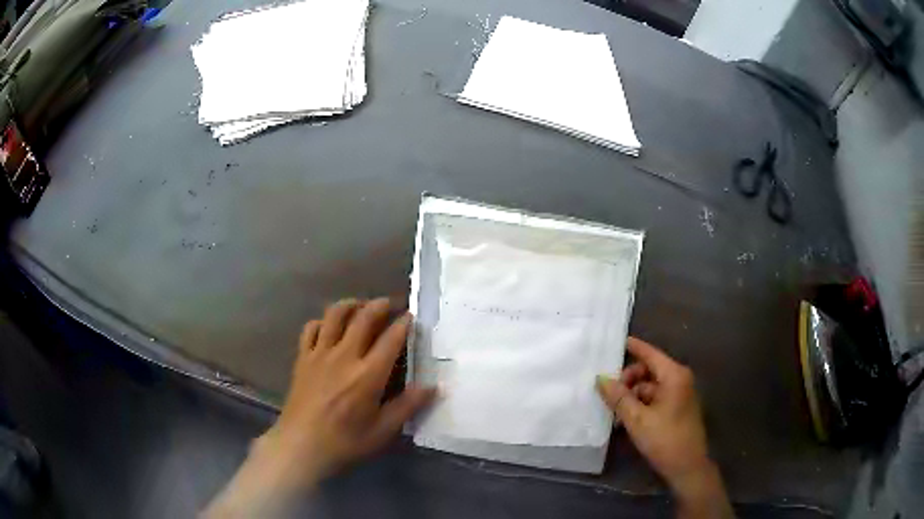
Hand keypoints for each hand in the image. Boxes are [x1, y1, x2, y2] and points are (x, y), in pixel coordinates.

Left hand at [205, 298, 434, 516]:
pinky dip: (322, 321)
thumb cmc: (346, 442)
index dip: (403, 324)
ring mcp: (320, 354)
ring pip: (335, 315)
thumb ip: (408, 406)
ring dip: (350, 305)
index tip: (410, 316)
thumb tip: (433, 387)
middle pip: (363, 318)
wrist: (301, 445)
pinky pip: (311, 328)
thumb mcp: (383, 430)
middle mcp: (345, 356)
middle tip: (389, 304)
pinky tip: (328, 327)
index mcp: (368, 375)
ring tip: (360, 306)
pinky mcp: (303, 358)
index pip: (391, 339)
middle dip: (379, 305)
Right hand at [597, 337, 732, 518]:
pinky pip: (655, 398)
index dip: (634, 347)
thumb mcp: (637, 419)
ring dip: (632, 395)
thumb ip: (619, 397)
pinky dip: (641, 404)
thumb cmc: (664, 439)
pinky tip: (626, 417)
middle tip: (610, 394)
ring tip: (615, 411)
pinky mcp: (677, 408)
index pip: (650, 354)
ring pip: (650, 386)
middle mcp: (679, 380)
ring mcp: (679, 394)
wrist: (687, 466)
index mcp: (674, 376)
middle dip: (628, 380)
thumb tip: (601, 379)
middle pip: (649, 370)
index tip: (617, 342)